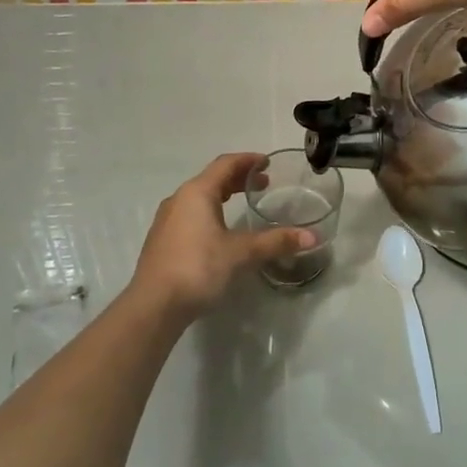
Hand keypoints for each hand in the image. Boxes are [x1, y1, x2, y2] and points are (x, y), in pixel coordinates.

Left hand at [126, 154, 314, 320]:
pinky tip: (221, 232)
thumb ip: (276, 242)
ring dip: (223, 195)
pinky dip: (210, 212)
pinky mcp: (162, 240)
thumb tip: (312, 237)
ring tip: (244, 204)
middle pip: (212, 179)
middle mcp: (179, 200)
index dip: (248, 160)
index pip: (226, 164)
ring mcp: (167, 220)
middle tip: (264, 184)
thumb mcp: (241, 254)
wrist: (154, 306)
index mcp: (197, 193)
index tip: (268, 163)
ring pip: (199, 198)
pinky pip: (191, 214)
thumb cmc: (198, 268)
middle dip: (238, 178)